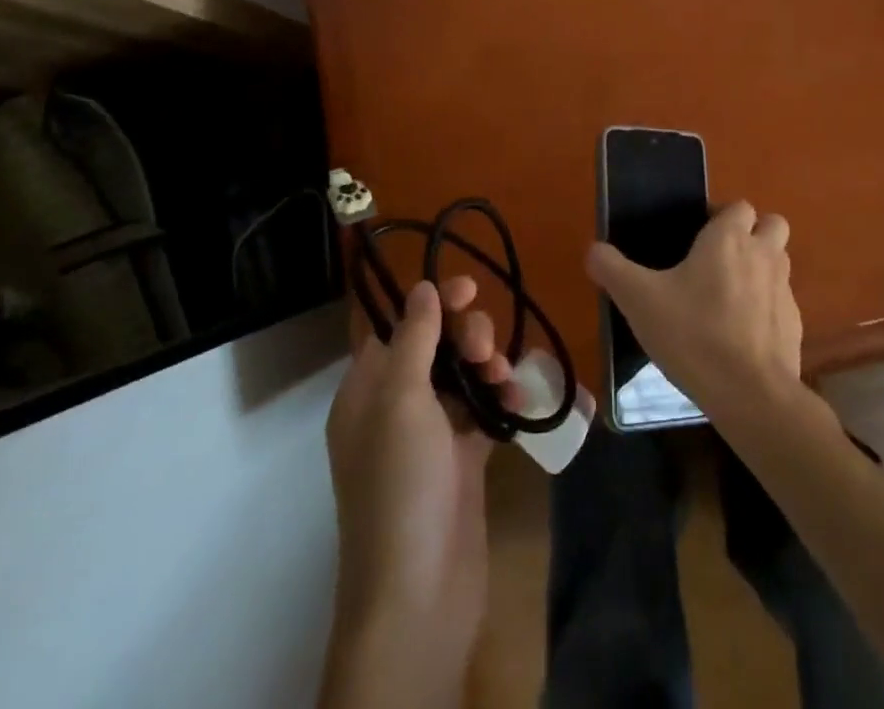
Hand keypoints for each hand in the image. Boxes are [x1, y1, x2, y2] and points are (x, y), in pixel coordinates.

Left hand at [321, 276, 514, 708]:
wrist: (421, 596)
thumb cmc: (401, 486)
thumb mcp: (400, 401)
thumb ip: (414, 338)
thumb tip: (422, 287)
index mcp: (367, 391)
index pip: (396, 327)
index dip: (430, 302)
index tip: (469, 288)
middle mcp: (395, 408)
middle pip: (435, 347)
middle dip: (466, 336)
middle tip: (485, 349)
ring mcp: (430, 436)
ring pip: (462, 376)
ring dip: (488, 365)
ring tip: (504, 378)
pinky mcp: (462, 460)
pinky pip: (483, 410)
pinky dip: (500, 398)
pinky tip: (517, 400)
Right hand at [587, 199, 803, 427]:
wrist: (751, 395)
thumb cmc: (694, 334)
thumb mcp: (639, 300)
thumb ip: (612, 270)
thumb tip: (594, 250)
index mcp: (729, 239)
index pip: (739, 206)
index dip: (721, 216)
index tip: (697, 237)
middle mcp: (763, 255)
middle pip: (771, 225)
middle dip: (753, 233)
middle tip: (720, 258)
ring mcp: (784, 291)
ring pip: (779, 262)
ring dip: (761, 268)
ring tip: (728, 295)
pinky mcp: (795, 326)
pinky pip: (781, 303)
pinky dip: (766, 309)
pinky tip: (741, 334)